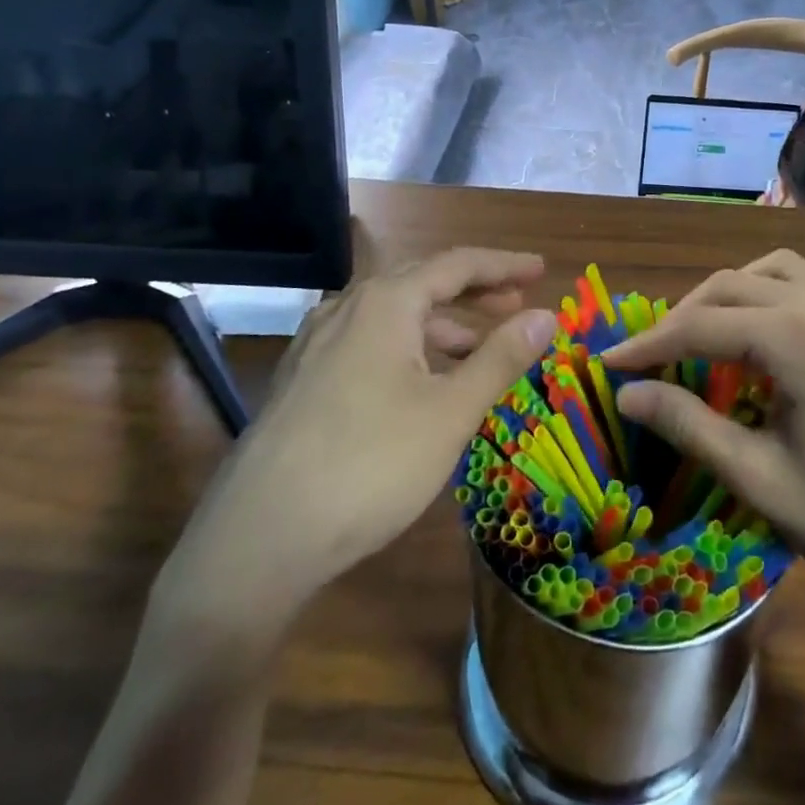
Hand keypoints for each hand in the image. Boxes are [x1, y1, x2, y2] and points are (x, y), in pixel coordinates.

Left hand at [143, 249, 556, 670]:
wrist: (257, 539)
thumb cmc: (369, 464)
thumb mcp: (449, 411)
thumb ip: (500, 358)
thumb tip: (546, 316)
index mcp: (385, 303)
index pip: (457, 264)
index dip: (504, 265)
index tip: (543, 270)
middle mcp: (346, 309)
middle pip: (422, 283)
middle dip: (475, 293)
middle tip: (517, 305)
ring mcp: (316, 345)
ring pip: (393, 318)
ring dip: (442, 327)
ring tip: (479, 353)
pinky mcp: (301, 381)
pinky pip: (367, 345)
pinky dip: (408, 351)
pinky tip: (421, 385)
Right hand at [602, 250, 804, 630]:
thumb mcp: (764, 481)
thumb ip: (689, 426)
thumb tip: (626, 393)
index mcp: (797, 336)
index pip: (699, 324)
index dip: (647, 344)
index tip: (607, 364)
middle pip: (731, 286)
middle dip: (682, 316)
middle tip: (649, 359)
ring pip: (771, 271)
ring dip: (728, 296)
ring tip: (702, 340)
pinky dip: (768, 298)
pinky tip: (761, 344)